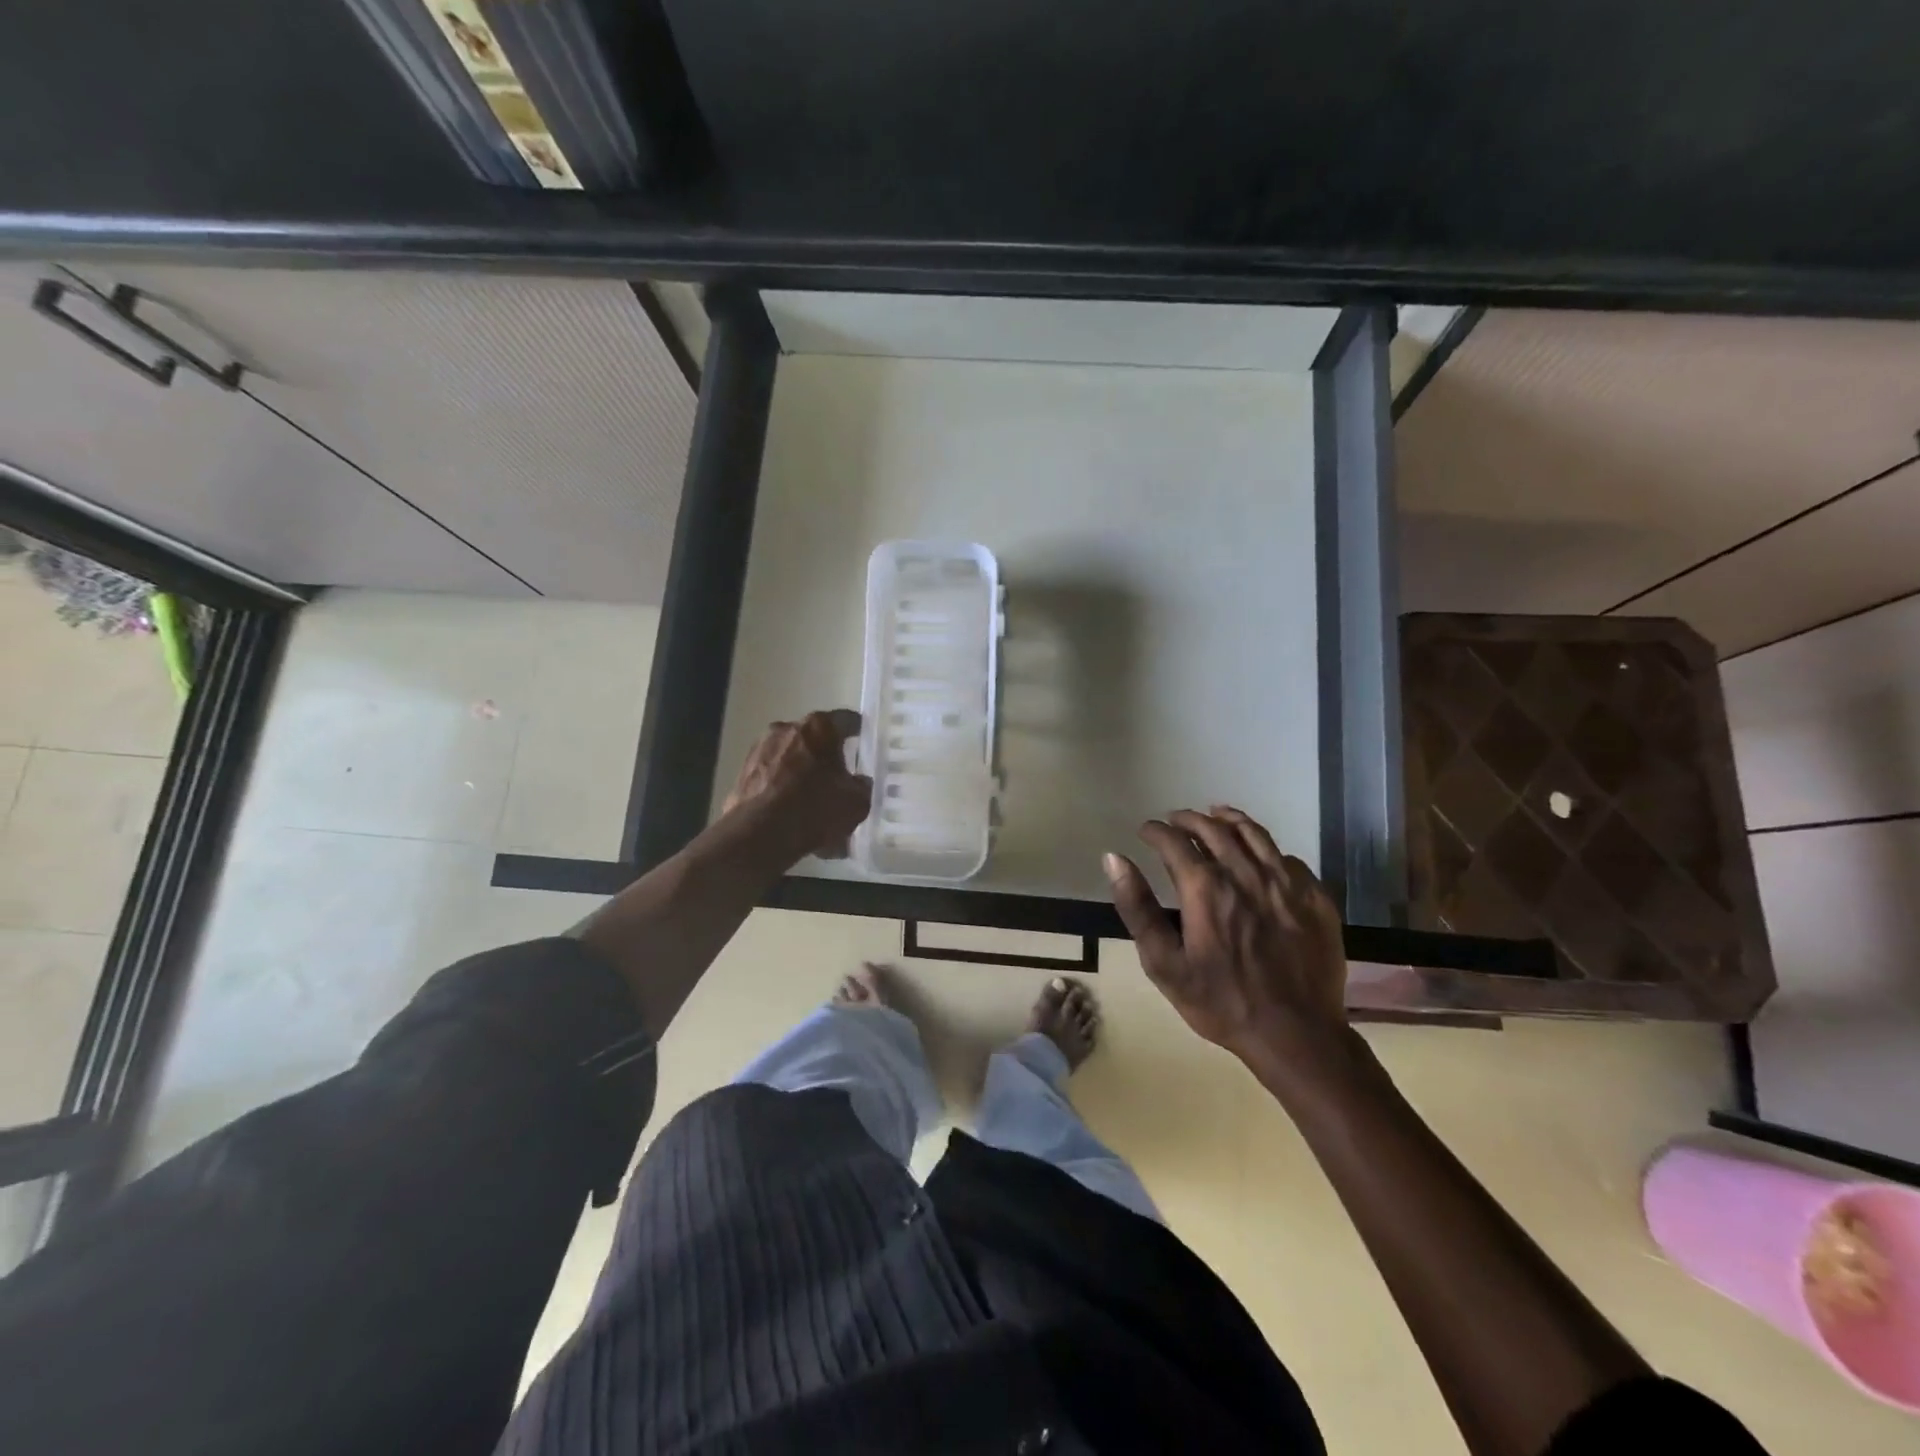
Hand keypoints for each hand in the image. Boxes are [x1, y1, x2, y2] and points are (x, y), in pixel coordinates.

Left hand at [722, 709, 872, 858]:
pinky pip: (773, 778)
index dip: (858, 732)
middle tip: (839, 779)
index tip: (864, 743)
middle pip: (814, 739)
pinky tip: (793, 815)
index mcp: (819, 727)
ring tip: (814, 804)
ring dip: (802, 774)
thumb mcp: (856, 802)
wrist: (759, 835)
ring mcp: (760, 750)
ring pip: (791, 759)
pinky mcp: (743, 773)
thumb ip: (862, 786)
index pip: (846, 720)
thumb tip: (858, 782)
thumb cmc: (815, 809)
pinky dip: (784, 791)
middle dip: (827, 757)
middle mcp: (786, 729)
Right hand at [1104, 806, 1346, 1069]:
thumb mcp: (1164, 963)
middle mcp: (1246, 873)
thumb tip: (1114, 858)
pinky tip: (1259, 854)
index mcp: (1206, 887)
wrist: (1297, 1035)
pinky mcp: (1315, 897)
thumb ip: (1137, 907)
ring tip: (1215, 816)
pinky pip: (1287, 857)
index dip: (1156, 831)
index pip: (1174, 841)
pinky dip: (1266, 847)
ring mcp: (1286, 883)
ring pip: (1254, 834)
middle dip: (1188, 820)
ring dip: (1228, 820)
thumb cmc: (1221, 1001)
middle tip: (1175, 821)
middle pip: (1214, 829)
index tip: (1146, 830)